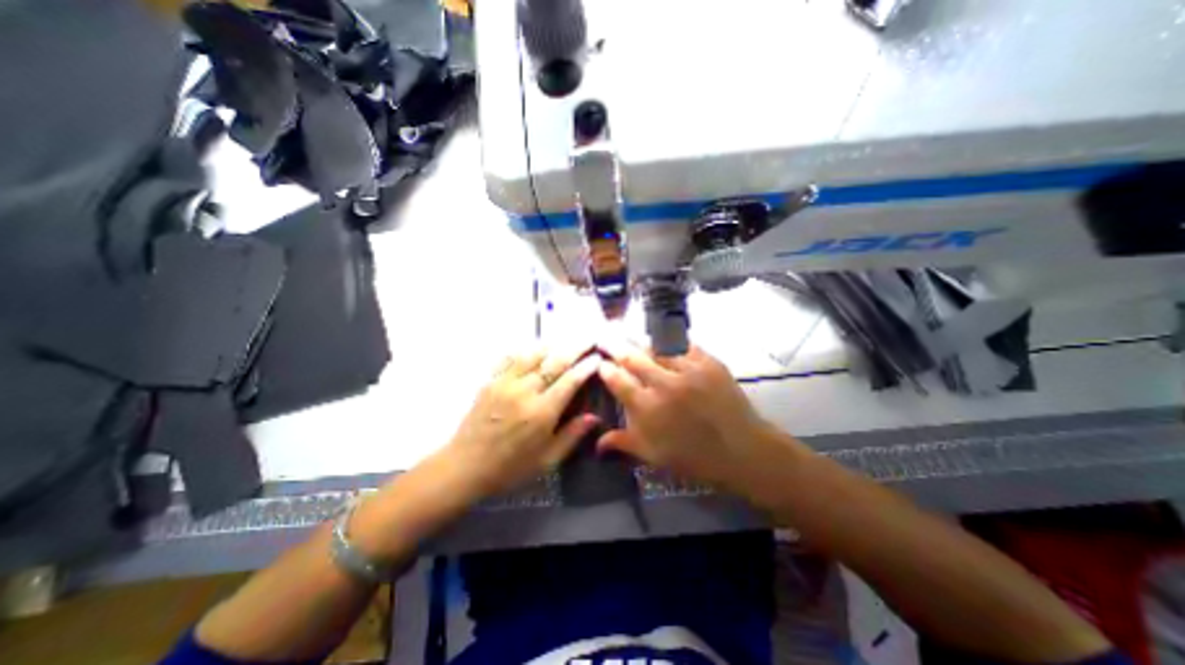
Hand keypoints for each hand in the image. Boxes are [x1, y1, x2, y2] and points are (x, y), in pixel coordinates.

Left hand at [442, 348, 601, 498]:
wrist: (465, 467)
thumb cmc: (510, 468)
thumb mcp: (546, 460)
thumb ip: (571, 436)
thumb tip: (593, 417)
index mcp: (542, 412)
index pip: (570, 381)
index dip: (586, 367)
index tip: (597, 357)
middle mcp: (525, 391)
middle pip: (554, 362)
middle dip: (574, 349)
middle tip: (587, 340)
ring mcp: (505, 383)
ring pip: (532, 355)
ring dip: (551, 346)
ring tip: (562, 342)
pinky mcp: (490, 382)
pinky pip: (509, 359)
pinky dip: (524, 351)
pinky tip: (532, 350)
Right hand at [597, 342, 784, 493]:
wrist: (743, 451)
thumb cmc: (695, 457)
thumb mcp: (654, 455)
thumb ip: (624, 443)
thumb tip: (597, 442)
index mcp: (648, 408)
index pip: (618, 381)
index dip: (606, 369)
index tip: (601, 363)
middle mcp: (664, 384)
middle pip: (633, 357)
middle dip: (616, 346)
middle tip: (607, 337)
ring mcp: (688, 370)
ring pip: (656, 347)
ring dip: (642, 343)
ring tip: (633, 337)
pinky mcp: (708, 362)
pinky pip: (684, 345)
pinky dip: (671, 342)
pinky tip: (665, 340)